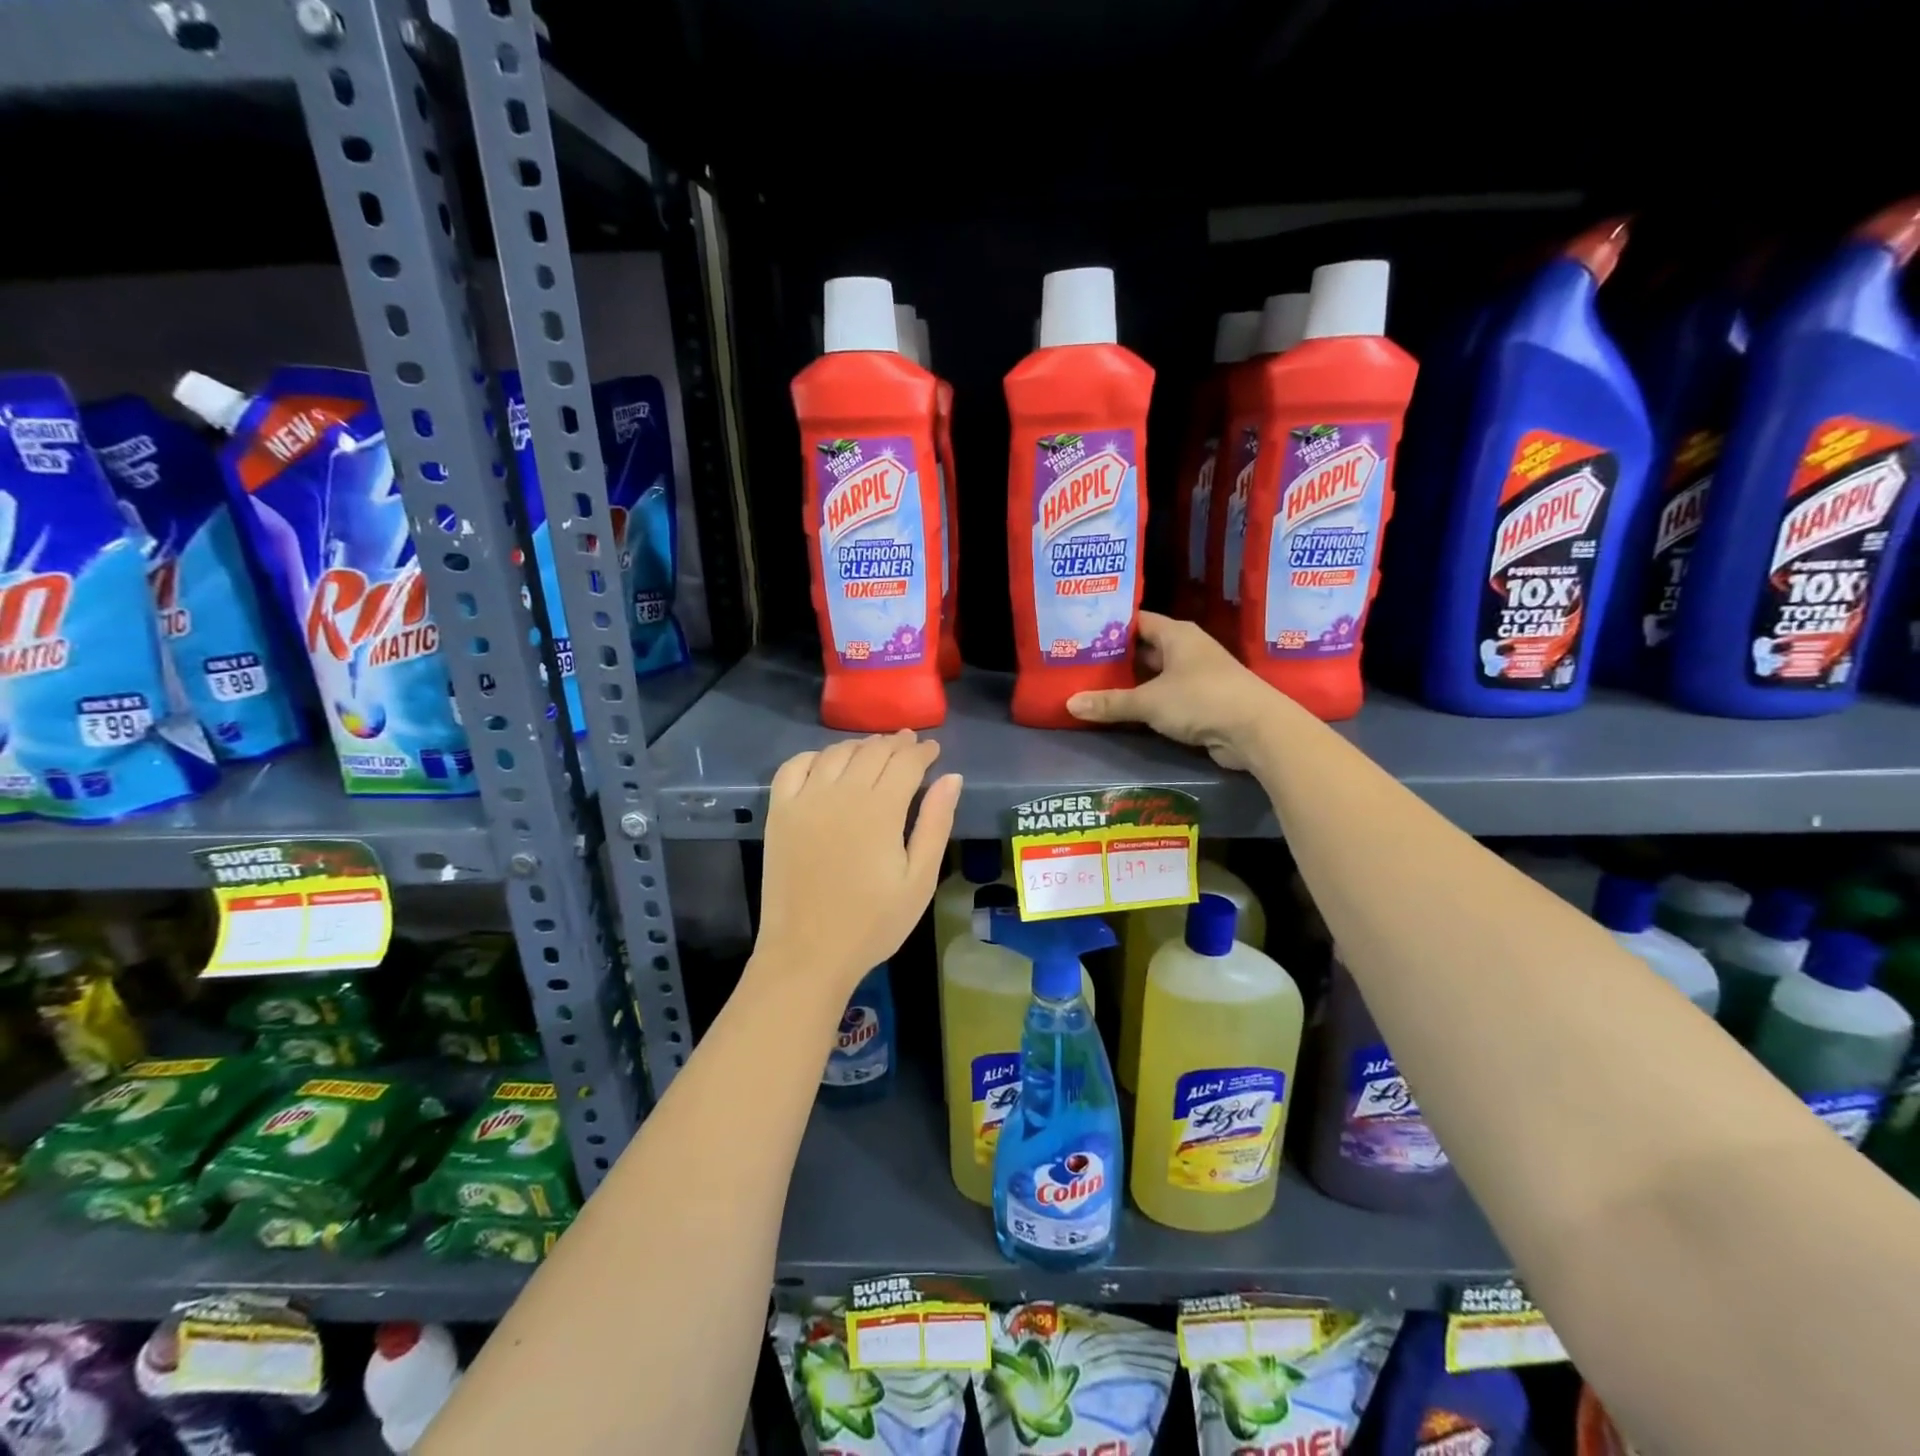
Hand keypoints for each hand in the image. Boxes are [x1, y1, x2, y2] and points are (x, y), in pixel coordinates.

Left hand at [756, 732, 961, 998]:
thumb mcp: (919, 880)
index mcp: (880, 810)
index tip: (934, 749)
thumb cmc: (873, 923)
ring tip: (875, 750)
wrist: (807, 953)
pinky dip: (814, 756)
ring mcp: (805, 800)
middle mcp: (841, 794)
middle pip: (872, 752)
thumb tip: (952, 778)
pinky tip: (827, 763)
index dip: (923, 752)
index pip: (906, 763)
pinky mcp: (779, 812)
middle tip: (910, 744)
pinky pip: (794, 767)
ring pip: (836, 753)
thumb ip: (935, 824)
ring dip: (860, 746)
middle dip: (895, 744)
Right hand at [1066, 612, 1273, 769]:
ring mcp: (1196, 675)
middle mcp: (1187, 649)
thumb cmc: (1201, 699)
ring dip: (1130, 682)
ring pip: (1154, 674)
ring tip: (1092, 686)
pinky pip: (1165, 696)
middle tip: (1079, 663)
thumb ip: (1110, 702)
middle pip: (1144, 648)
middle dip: (1115, 657)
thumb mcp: (1149, 701)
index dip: (1109, 626)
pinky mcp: (1202, 701)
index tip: (1080, 634)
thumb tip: (1070, 704)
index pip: (1136, 621)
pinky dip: (1146, 702)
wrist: (1256, 730)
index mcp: (1176, 634)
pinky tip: (1123, 710)